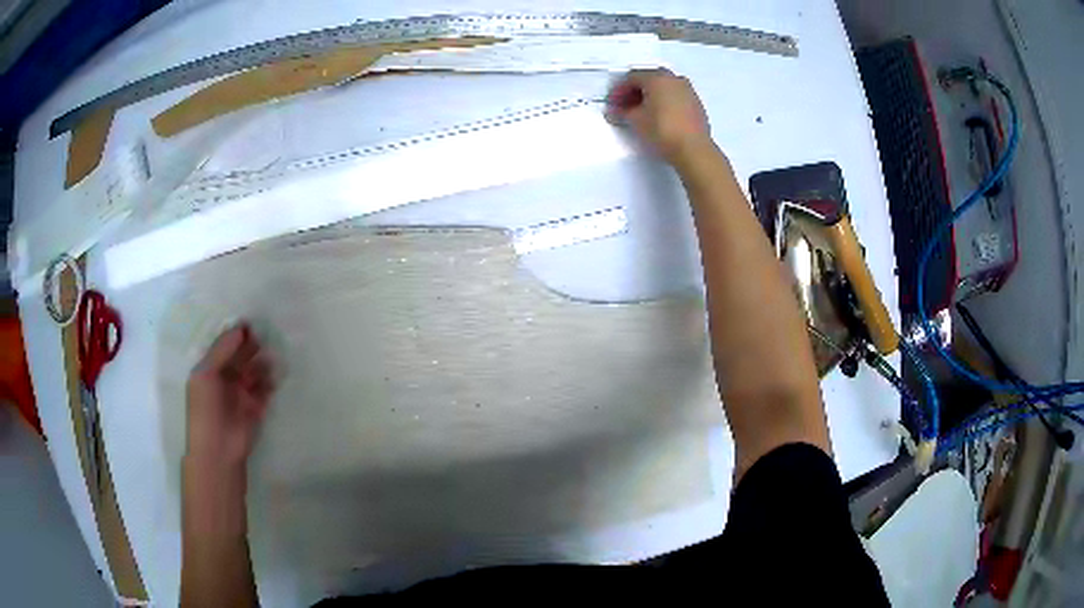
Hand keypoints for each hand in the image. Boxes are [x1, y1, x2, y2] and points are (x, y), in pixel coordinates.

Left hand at [185, 324, 274, 474]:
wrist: (218, 449)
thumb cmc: (206, 409)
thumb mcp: (206, 374)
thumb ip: (222, 350)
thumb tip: (240, 329)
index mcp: (210, 369)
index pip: (224, 346)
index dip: (236, 335)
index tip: (250, 324)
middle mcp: (226, 378)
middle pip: (241, 356)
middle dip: (251, 347)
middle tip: (264, 338)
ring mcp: (241, 393)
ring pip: (255, 371)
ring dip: (262, 364)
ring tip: (270, 362)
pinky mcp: (256, 408)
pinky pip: (265, 389)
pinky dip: (270, 383)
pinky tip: (273, 379)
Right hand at [606, 68, 713, 164]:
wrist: (694, 149)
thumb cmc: (662, 130)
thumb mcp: (636, 121)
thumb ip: (622, 112)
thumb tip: (613, 112)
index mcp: (657, 77)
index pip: (631, 78)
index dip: (618, 90)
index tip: (612, 104)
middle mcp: (673, 78)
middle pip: (648, 80)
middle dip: (634, 92)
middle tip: (625, 106)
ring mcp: (687, 90)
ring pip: (663, 87)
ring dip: (650, 96)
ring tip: (641, 112)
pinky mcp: (696, 103)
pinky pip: (674, 96)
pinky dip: (664, 102)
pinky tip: (658, 116)